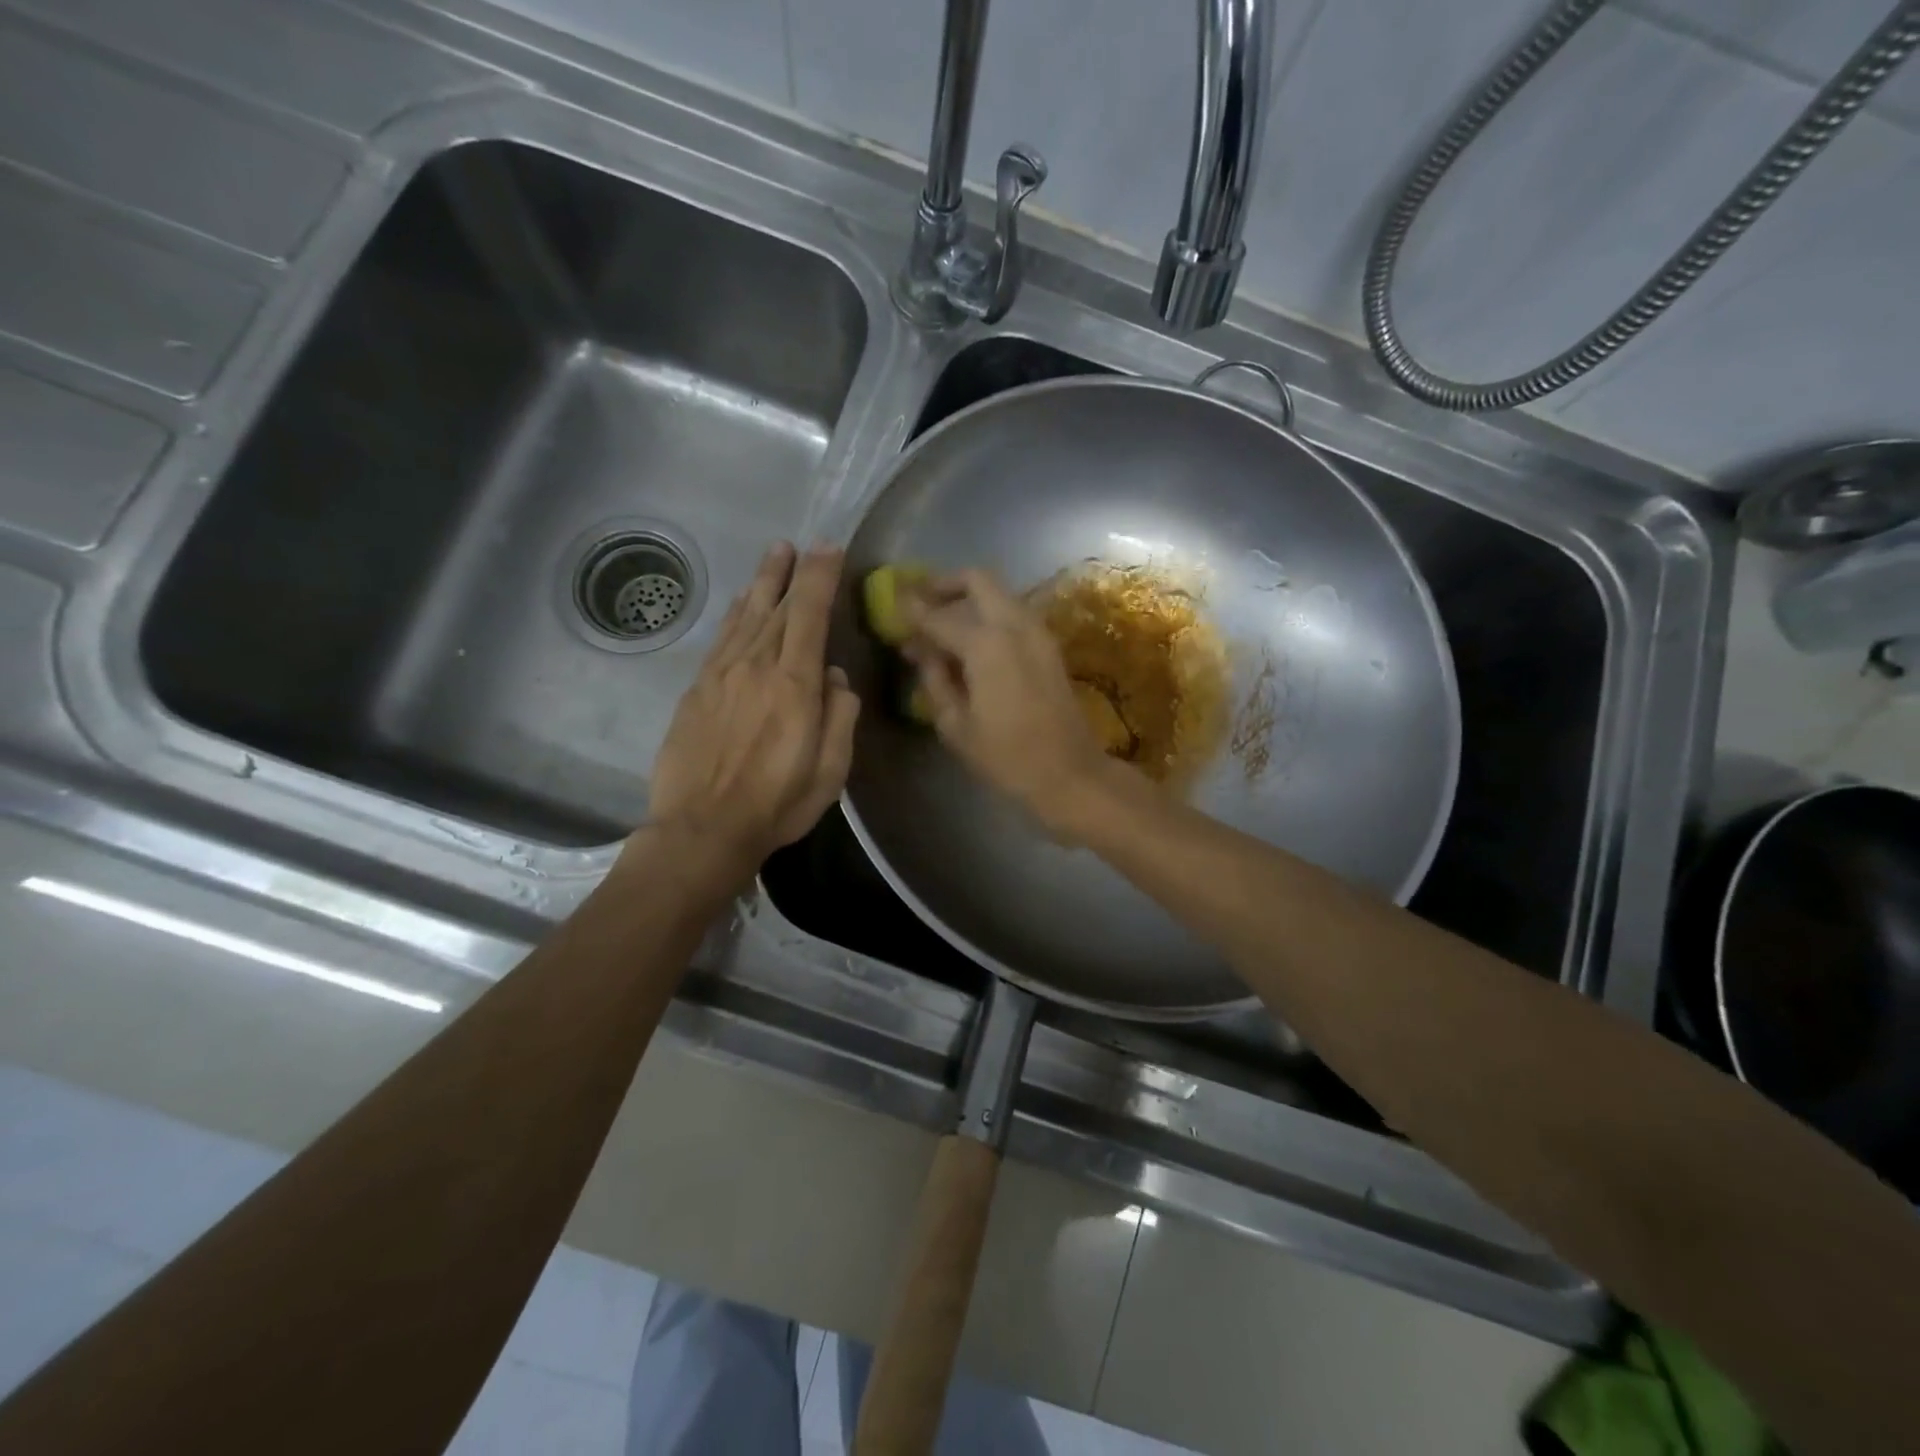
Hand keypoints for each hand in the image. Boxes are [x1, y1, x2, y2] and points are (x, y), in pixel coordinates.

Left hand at [642, 543, 859, 876]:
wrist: (703, 827)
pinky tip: (740, 603)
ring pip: (746, 615)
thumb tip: (834, 677)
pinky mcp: (697, 688)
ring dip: (762, 582)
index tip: (829, 549)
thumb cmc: (777, 803)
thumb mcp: (830, 769)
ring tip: (774, 555)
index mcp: (795, 685)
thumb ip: (840, 716)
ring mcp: (722, 674)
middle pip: (777, 606)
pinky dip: (735, 613)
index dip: (821, 578)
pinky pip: (721, 637)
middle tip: (802, 544)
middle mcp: (757, 666)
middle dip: (793, 571)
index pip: (810, 615)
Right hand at [904, 570, 1116, 835]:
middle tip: (920, 600)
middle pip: (978, 580)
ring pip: (999, 594)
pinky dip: (989, 614)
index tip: (891, 602)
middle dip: (945, 584)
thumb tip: (920, 650)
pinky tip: (971, 641)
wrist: (1070, 773)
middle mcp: (1014, 625)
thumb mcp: (956, 725)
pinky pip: (1013, 613)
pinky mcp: (1049, 646)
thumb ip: (935, 679)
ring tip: (942, 623)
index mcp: (986, 644)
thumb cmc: (1006, 757)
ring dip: (969, 598)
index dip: (911, 609)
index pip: (938, 615)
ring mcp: (1038, 632)